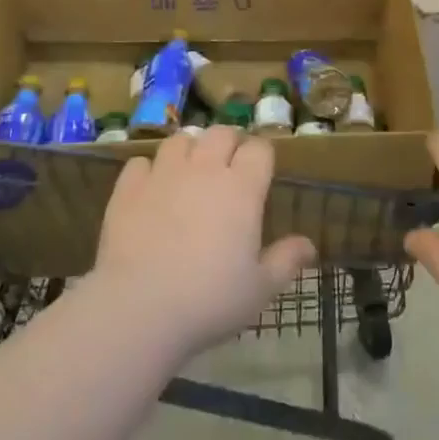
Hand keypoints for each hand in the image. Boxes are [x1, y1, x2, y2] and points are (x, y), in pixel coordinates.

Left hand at [93, 127, 316, 358]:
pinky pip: (140, 163)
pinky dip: (148, 171)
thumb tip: (310, 245)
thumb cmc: (210, 300)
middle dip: (228, 143)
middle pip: (221, 133)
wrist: (140, 307)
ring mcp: (164, 174)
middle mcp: (205, 169)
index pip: (259, 149)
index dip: (262, 156)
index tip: (261, 173)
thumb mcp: (260, 289)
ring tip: (189, 171)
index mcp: (242, 188)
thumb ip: (286, 261)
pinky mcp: (128, 188)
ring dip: (189, 150)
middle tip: (228, 168)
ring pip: (180, 140)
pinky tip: (150, 189)